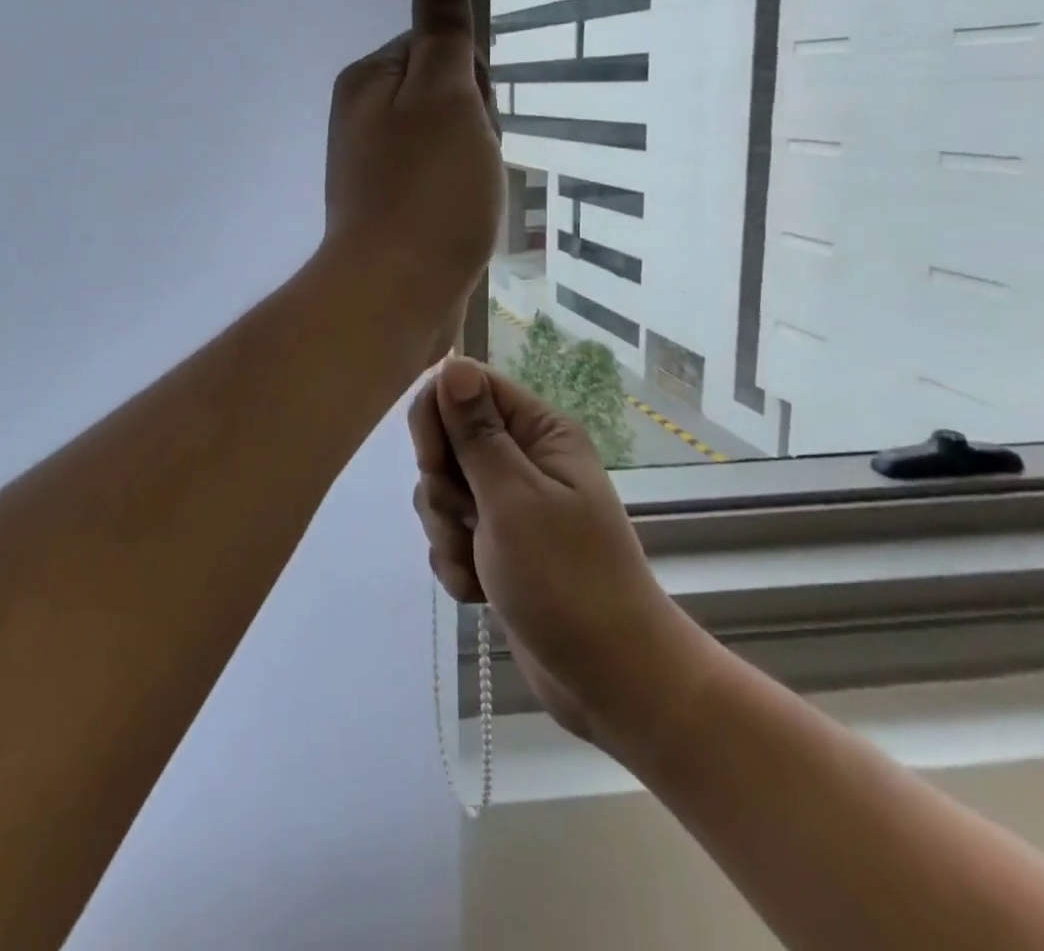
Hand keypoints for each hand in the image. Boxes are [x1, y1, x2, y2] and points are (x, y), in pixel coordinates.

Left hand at [322, 0, 502, 362]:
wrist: (397, 294)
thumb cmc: (428, 191)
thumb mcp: (444, 97)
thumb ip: (442, 34)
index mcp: (368, 81)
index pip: (439, 47)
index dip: (471, 80)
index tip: (471, 118)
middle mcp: (363, 118)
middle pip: (445, 96)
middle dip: (473, 125)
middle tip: (469, 164)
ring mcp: (374, 167)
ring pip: (450, 143)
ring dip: (472, 164)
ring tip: (467, 199)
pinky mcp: (391, 209)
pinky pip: (440, 183)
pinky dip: (459, 197)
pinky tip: (460, 220)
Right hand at [410, 358, 704, 746]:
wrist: (609, 680)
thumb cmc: (567, 580)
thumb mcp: (514, 499)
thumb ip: (476, 432)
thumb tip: (453, 363)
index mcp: (538, 432)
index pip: (466, 387)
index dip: (437, 416)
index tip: (433, 461)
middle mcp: (523, 458)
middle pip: (446, 441)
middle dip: (442, 487)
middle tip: (467, 520)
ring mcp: (509, 504)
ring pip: (442, 492)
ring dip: (448, 532)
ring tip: (479, 564)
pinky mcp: (497, 545)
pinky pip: (451, 535)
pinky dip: (457, 563)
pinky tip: (481, 590)